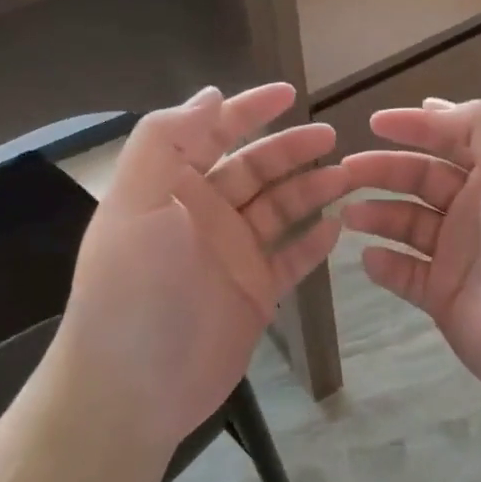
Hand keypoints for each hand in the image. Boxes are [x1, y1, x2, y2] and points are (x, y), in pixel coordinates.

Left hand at [53, 84, 349, 452]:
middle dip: (292, 149)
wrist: (132, 389)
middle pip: (256, 169)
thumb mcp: (135, 204)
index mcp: (172, 187)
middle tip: (333, 139)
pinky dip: (314, 241)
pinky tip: (338, 228)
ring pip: (280, 209)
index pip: (212, 133)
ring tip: (348, 179)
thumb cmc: (133, 289)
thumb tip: (210, 95)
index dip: (249, 110)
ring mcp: (232, 254)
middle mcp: (205, 213)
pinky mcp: (255, 292)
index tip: (289, 93)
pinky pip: (292, 257)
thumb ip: (167, 141)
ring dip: (312, 190)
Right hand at [341, 99, 480, 421]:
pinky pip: (405, 273)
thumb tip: (435, 105)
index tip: (373, 122)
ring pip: (408, 223)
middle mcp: (477, 209)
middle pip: (421, 178)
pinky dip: (385, 264)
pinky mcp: (445, 296)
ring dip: (377, 214)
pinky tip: (369, 258)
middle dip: (383, 170)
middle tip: (344, 173)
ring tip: (349, 215)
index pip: (451, 137)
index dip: (415, 126)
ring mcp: (460, 254)